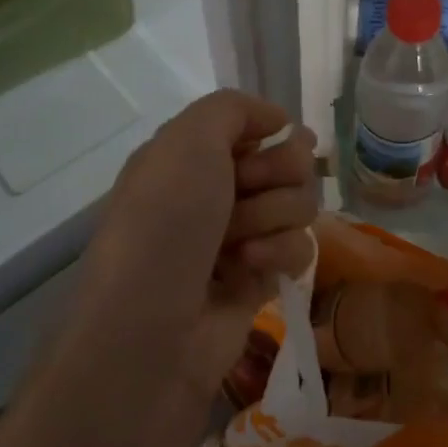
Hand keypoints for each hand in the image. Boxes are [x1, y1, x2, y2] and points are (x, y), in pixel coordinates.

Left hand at [75, 90, 318, 389]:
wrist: (148, 336)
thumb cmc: (163, 227)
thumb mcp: (187, 142)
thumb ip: (232, 109)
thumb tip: (278, 119)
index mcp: (188, 158)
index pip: (254, 128)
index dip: (269, 133)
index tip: (270, 143)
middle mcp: (213, 194)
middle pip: (286, 163)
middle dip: (279, 174)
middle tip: (249, 192)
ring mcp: (237, 239)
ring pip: (297, 204)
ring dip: (275, 216)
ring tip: (240, 243)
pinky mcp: (258, 281)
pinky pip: (299, 249)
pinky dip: (281, 253)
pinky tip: (252, 268)